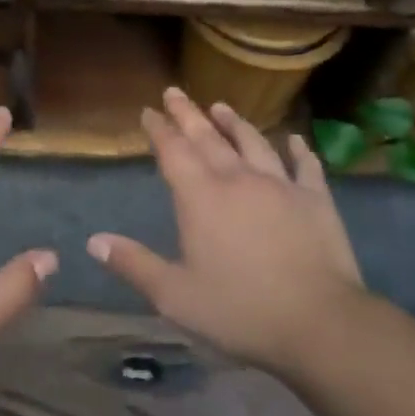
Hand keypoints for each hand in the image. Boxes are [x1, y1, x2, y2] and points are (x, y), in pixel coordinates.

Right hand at [88, 88, 365, 376]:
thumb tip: (93, 241)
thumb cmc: (240, 310)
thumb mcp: (175, 296)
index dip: (159, 129)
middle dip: (188, 113)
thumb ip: (134, 265)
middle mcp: (237, 179)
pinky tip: (295, 140)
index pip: (173, 152)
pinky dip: (298, 150)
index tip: (148, 110)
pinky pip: (306, 166)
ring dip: (234, 123)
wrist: (320, 323)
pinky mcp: (316, 199)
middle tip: (174, 92)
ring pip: (253, 142)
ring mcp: (280, 185)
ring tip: (221, 106)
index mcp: (200, 197)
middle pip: (208, 137)